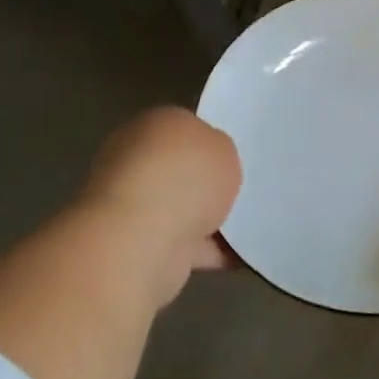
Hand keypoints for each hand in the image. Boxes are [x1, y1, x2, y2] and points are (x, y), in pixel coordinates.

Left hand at [72, 105, 241, 309]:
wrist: (141, 241)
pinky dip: (207, 250)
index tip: (233, 157)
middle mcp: (134, 158)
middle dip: (205, 182)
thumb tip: (210, 164)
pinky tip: (238, 254)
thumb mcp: (223, 146)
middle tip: (241, 190)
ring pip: (179, 207)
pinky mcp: (135, 245)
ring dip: (206, 218)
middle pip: (179, 168)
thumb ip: (219, 150)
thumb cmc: (184, 178)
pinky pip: (182, 244)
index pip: (184, 126)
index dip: (210, 140)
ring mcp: (131, 204)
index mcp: (153, 124)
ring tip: (247, 225)